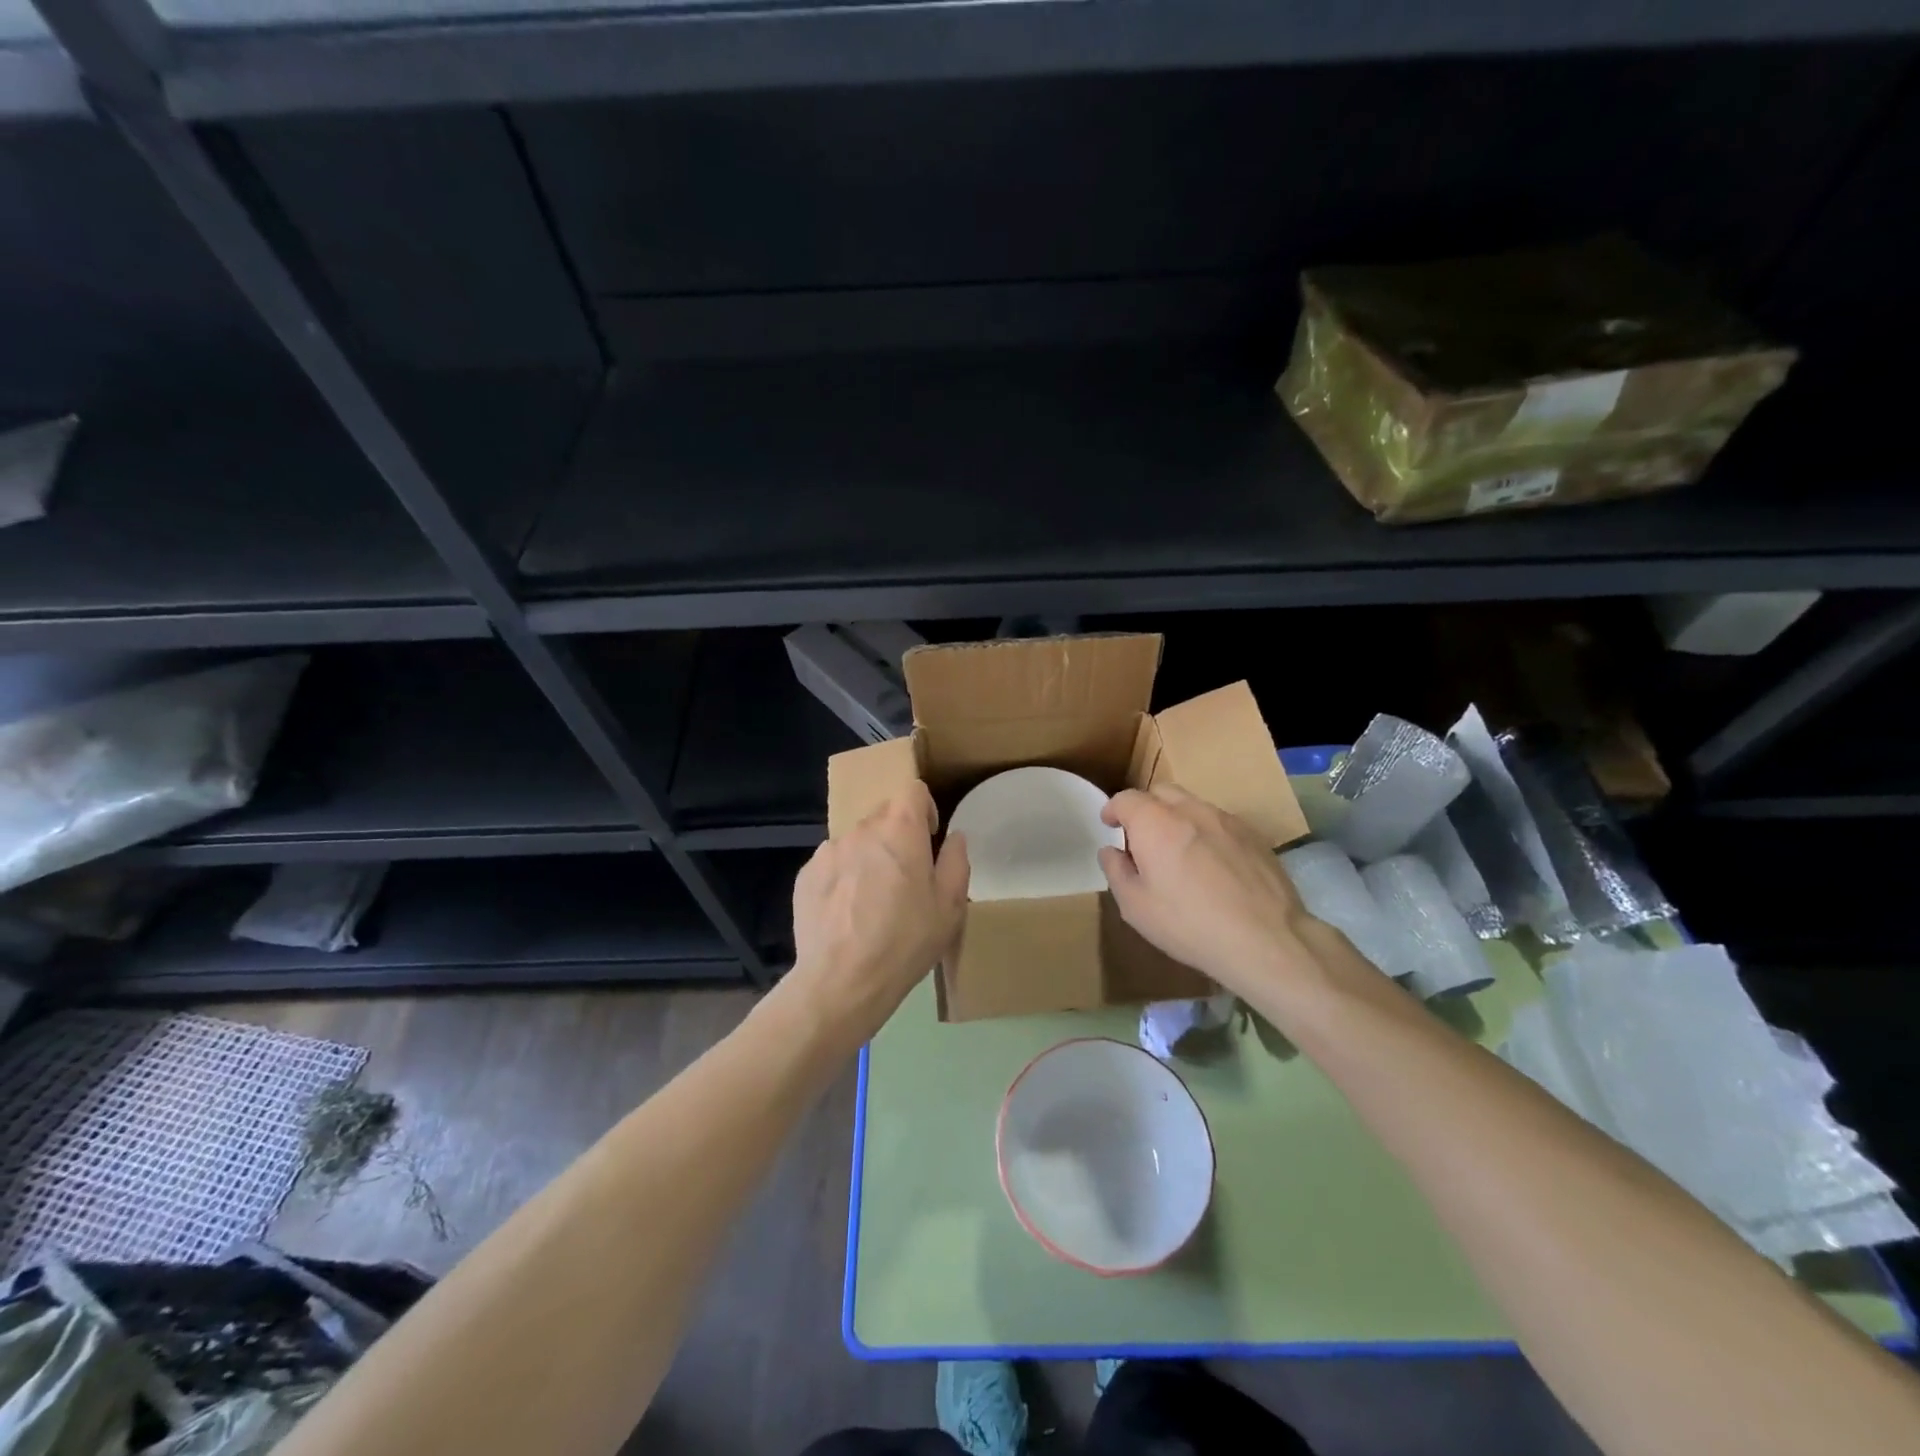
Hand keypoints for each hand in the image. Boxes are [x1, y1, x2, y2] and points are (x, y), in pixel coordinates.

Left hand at [787, 782, 969, 1045]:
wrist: (841, 981)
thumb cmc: (905, 941)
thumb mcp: (949, 907)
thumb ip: (955, 862)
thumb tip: (954, 837)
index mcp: (900, 830)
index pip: (912, 790)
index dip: (924, 809)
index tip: (928, 838)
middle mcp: (861, 830)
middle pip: (883, 815)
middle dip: (897, 836)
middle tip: (905, 878)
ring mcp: (828, 851)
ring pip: (856, 841)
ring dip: (868, 858)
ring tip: (872, 902)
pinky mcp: (805, 875)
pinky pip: (832, 865)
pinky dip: (842, 878)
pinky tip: (846, 915)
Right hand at [1099, 785, 1311, 999]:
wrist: (1266, 939)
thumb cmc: (1189, 924)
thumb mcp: (1136, 907)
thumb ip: (1117, 872)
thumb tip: (1111, 851)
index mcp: (1155, 823)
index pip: (1126, 799)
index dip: (1113, 809)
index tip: (1110, 824)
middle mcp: (1190, 810)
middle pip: (1161, 792)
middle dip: (1146, 807)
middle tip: (1142, 838)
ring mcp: (1226, 820)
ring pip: (1193, 805)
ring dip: (1178, 819)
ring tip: (1179, 852)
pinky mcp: (1253, 835)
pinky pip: (1220, 823)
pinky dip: (1206, 833)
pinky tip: (1213, 866)